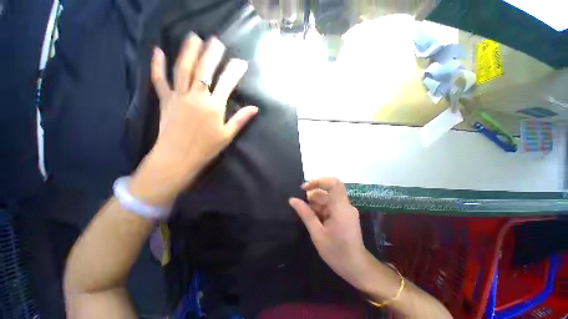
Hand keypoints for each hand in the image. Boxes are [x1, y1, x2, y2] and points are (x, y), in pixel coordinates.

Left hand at [130, 34, 257, 205]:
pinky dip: (157, 65)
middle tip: (216, 40)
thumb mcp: (228, 135)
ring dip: (188, 51)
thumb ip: (241, 119)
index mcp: (214, 107)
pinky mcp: (165, 100)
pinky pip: (159, 80)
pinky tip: (157, 50)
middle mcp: (197, 97)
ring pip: (183, 69)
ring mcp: (178, 96)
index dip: (235, 71)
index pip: (227, 83)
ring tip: (193, 37)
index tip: (241, 62)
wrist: (178, 158)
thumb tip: (255, 108)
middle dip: (212, 54)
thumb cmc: (206, 149)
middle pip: (204, 70)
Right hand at [289, 177, 372, 288]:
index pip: (333, 183)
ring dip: (316, 203)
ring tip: (307, 215)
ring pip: (328, 198)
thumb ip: (305, 214)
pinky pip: (331, 205)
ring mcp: (346, 210)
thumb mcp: (317, 233)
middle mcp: (345, 205)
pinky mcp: (345, 214)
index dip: (318, 181)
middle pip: (328, 191)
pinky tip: (315, 218)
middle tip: (302, 205)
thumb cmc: (336, 252)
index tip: (304, 188)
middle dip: (313, 195)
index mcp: (340, 208)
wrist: (356, 267)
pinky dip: (321, 208)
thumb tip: (292, 200)